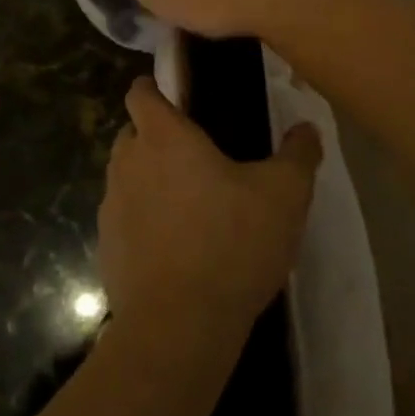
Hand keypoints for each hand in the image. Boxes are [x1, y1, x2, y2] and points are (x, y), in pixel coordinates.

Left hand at [98, 79, 322, 338]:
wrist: (178, 327)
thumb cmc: (230, 244)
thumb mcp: (284, 196)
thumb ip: (298, 154)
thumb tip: (307, 127)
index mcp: (162, 136)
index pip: (140, 92)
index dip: (154, 88)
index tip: (178, 97)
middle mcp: (127, 162)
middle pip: (134, 133)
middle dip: (158, 137)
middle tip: (199, 156)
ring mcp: (110, 206)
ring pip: (128, 176)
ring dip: (151, 181)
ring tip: (191, 205)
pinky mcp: (106, 247)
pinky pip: (124, 219)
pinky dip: (144, 223)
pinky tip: (176, 248)